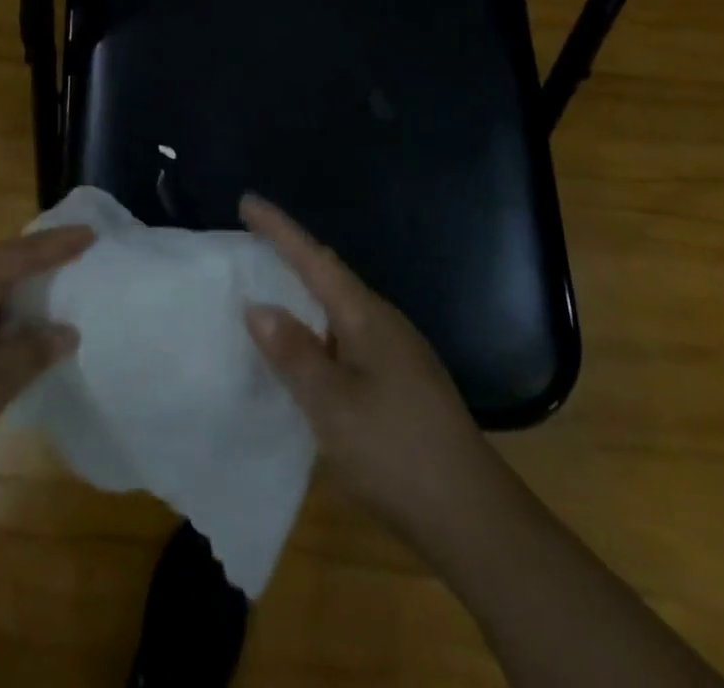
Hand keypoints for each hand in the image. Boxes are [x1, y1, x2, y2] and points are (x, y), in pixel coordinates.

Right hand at [241, 195, 497, 544]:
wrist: (476, 521)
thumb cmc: (396, 452)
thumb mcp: (332, 405)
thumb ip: (293, 353)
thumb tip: (258, 306)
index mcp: (366, 317)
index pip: (314, 259)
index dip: (279, 229)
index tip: (247, 201)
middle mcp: (384, 323)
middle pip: (330, 275)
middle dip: (291, 254)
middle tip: (252, 241)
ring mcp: (399, 353)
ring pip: (340, 307)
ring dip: (305, 292)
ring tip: (270, 289)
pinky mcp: (403, 382)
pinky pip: (348, 335)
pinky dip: (319, 328)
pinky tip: (307, 352)